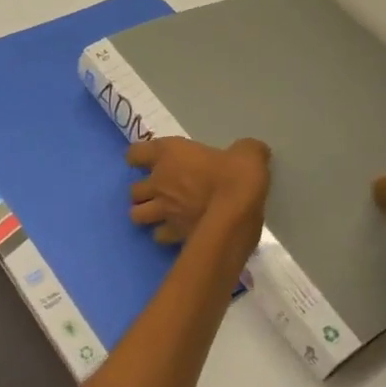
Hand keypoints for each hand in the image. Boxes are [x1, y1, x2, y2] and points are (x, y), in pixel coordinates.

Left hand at [127, 137, 270, 247]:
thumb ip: (245, 150)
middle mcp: (159, 181)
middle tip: (159, 191)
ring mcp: (163, 210)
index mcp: (169, 153)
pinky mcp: (173, 234)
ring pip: (136, 215)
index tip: (147, 160)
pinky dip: (164, 235)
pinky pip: (158, 236)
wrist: (237, 212)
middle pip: (133, 189)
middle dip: (142, 191)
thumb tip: (253, 151)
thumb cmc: (236, 174)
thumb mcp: (247, 152)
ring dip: (145, 214)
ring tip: (160, 214)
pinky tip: (176, 232)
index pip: (135, 153)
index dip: (138, 157)